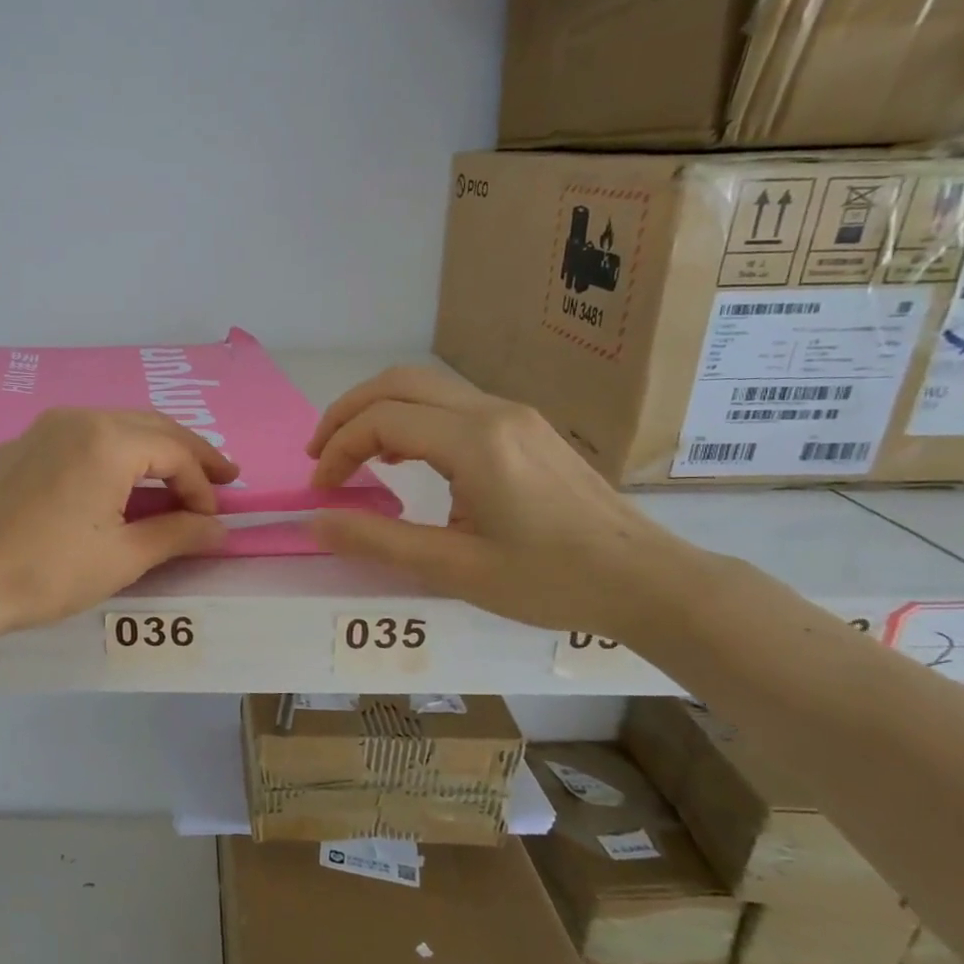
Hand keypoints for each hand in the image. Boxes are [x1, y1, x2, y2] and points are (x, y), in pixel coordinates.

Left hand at [0, 408, 238, 632]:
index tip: (212, 520)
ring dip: (151, 450)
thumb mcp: (123, 557)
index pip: (174, 451)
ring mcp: (42, 428)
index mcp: (106, 439)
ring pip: (114, 426)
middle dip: (188, 453)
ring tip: (175, 478)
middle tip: (221, 478)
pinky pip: (79, 438)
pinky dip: (111, 454)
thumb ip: (178, 534)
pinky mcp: (20, 446)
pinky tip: (116, 479)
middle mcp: (76, 418)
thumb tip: (220, 529)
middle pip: (149, 426)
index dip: (202, 485)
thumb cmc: (49, 571)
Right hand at [306, 367, 697, 637]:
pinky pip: (449, 404)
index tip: (322, 492)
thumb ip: (379, 541)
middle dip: (346, 413)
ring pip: (424, 387)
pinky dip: (409, 418)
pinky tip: (401, 456)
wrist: (648, 579)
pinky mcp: (524, 427)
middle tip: (319, 455)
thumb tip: (316, 522)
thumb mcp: (456, 570)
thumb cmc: (552, 580)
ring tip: (350, 455)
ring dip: (377, 411)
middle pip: (397, 383)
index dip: (338, 450)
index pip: (382, 421)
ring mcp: (512, 414)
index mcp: (475, 442)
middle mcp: (491, 412)